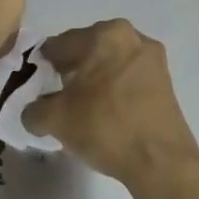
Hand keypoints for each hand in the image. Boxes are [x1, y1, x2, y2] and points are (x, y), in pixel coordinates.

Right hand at [22, 21, 198, 198]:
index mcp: (104, 35)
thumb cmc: (105, 127)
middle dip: (69, 71)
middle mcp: (131, 37)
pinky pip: (126, 78)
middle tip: (55, 97)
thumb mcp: (55, 120)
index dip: (42, 65)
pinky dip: (112, 90)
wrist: (162, 163)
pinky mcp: (165, 83)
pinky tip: (103, 114)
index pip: (59, 44)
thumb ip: (33, 110)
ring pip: (108, 64)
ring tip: (79, 108)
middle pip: (86, 50)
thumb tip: (33, 112)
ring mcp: (152, 59)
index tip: (34, 85)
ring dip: (92, 81)